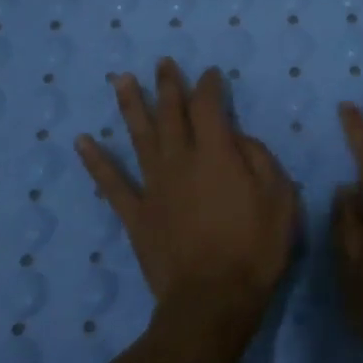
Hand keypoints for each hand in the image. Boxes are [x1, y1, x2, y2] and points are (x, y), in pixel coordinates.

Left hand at [76, 59, 298, 347]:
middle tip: (162, 63)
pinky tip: (82, 141)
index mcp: (216, 154)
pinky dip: (95, 161)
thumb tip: (239, 139)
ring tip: (121, 79)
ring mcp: (153, 186)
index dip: (209, 86)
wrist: (213, 299)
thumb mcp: (280, 200)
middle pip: (171, 114)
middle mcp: (180, 160)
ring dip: (130, 106)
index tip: (210, 73)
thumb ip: (261, 160)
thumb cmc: (255, 249)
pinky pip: (112, 183)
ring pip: (139, 137)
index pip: (209, 107)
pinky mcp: (136, 214)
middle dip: (168, 86)